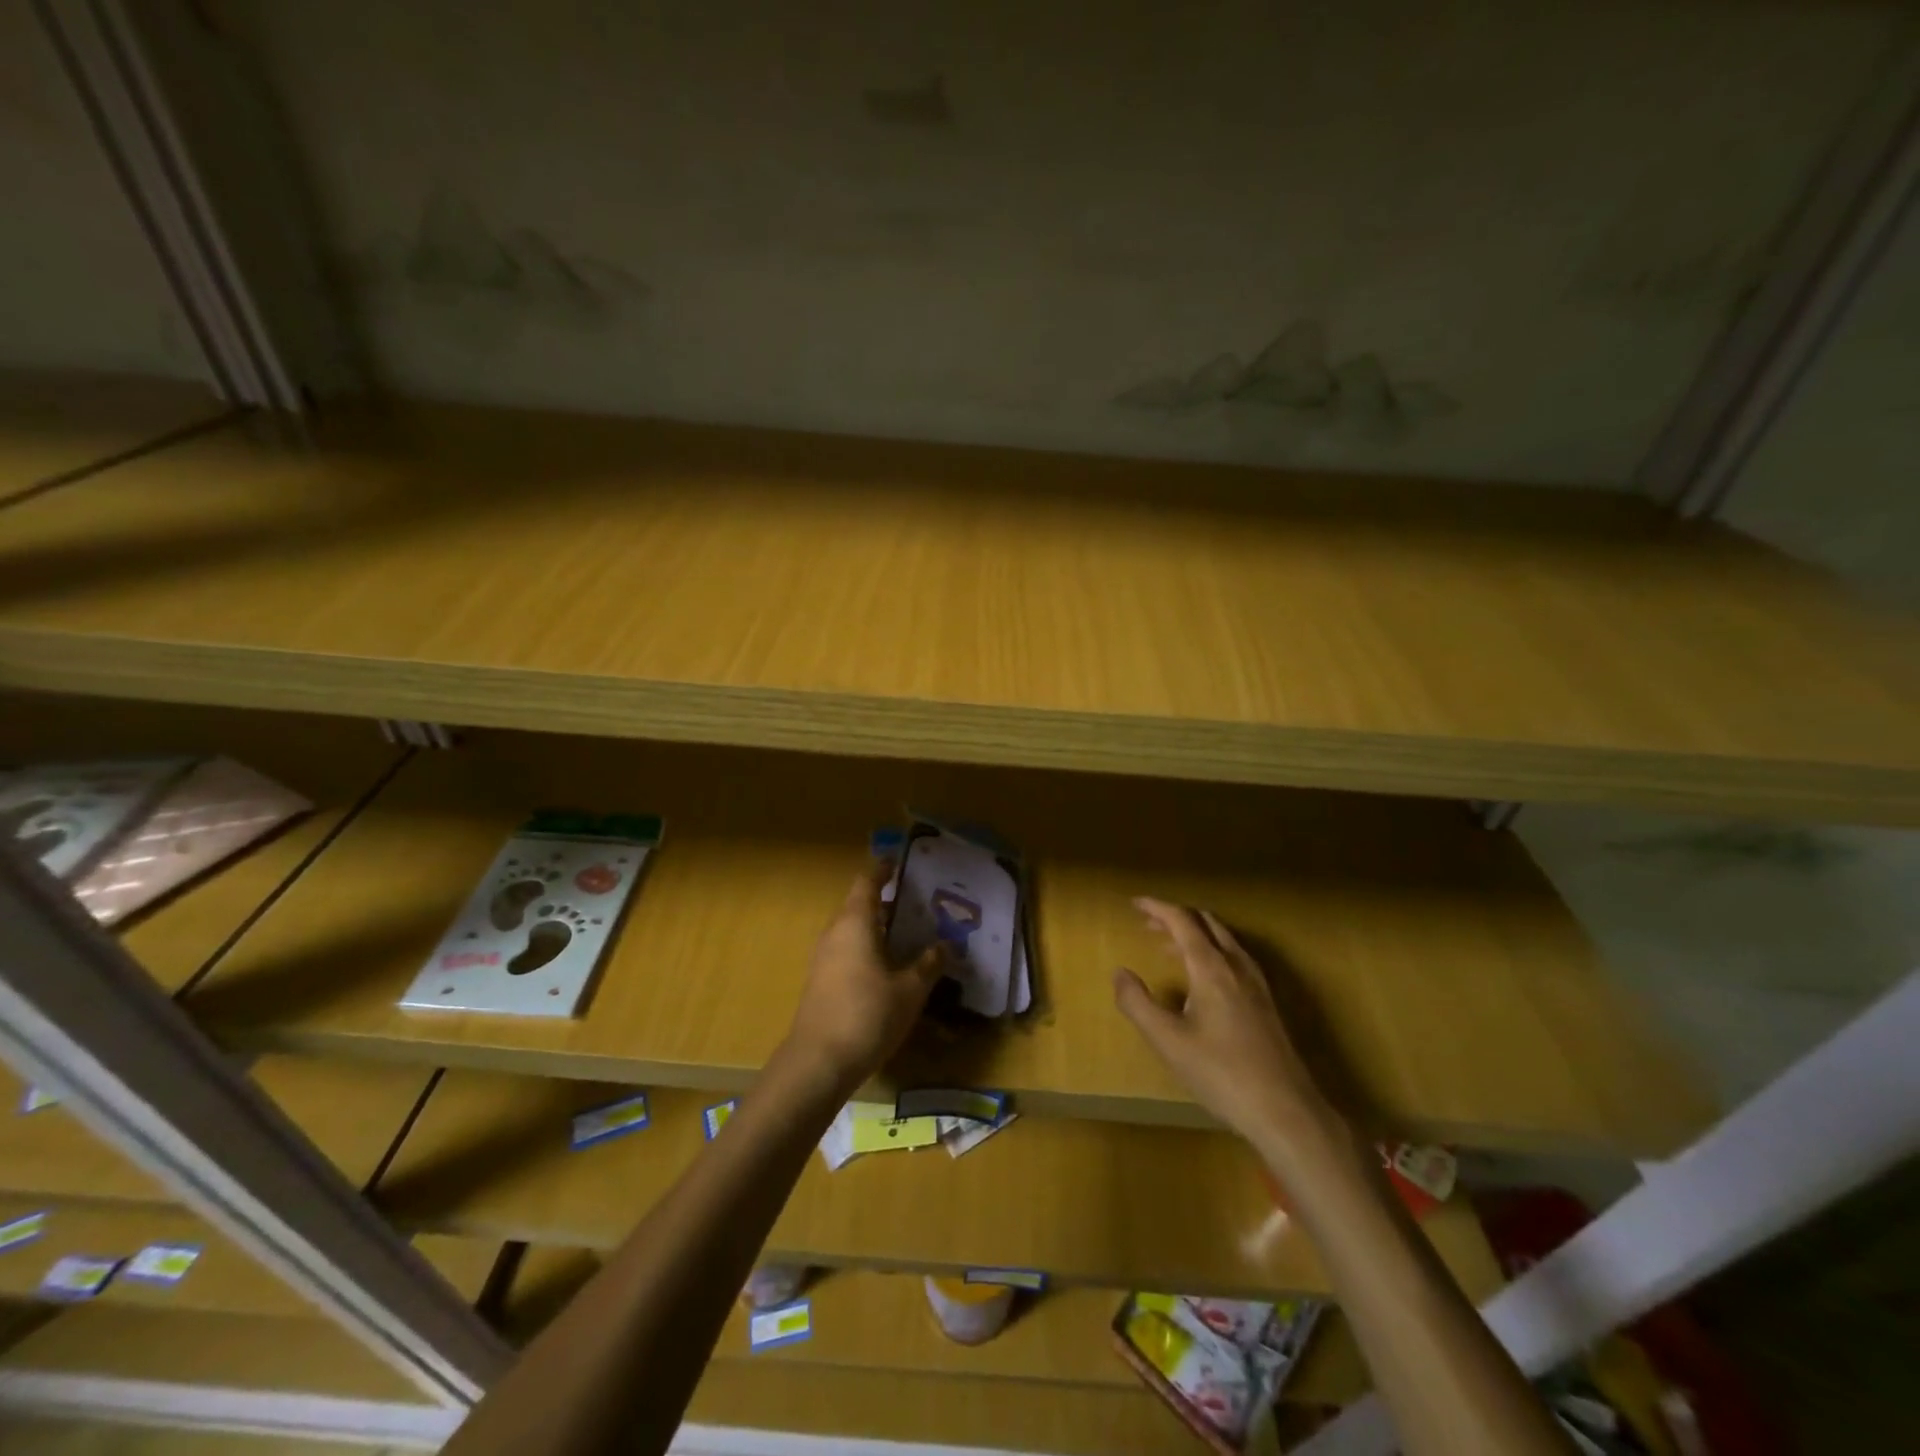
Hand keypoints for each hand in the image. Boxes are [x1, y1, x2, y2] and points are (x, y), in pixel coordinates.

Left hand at [784, 862, 945, 1091]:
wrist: (818, 1062)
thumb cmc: (867, 1015)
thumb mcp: (910, 990)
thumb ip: (928, 963)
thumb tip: (944, 944)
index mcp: (855, 922)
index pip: (868, 882)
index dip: (884, 870)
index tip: (901, 864)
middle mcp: (836, 932)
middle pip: (860, 905)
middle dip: (888, 902)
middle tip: (920, 903)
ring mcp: (825, 958)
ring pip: (854, 930)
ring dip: (879, 928)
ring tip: (911, 934)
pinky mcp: (822, 981)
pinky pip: (848, 951)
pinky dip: (869, 949)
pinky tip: (891, 967)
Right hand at [1114, 898, 1340, 1161]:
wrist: (1286, 1110)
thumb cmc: (1221, 1073)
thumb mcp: (1168, 1041)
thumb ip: (1137, 1003)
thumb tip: (1120, 973)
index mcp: (1211, 967)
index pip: (1182, 920)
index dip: (1157, 908)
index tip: (1134, 903)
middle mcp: (1236, 965)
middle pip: (1205, 922)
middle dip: (1175, 917)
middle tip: (1147, 923)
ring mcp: (1256, 982)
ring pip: (1222, 939)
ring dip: (1194, 933)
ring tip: (1167, 946)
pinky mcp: (1266, 1001)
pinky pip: (1234, 957)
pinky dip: (1210, 950)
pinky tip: (1202, 978)